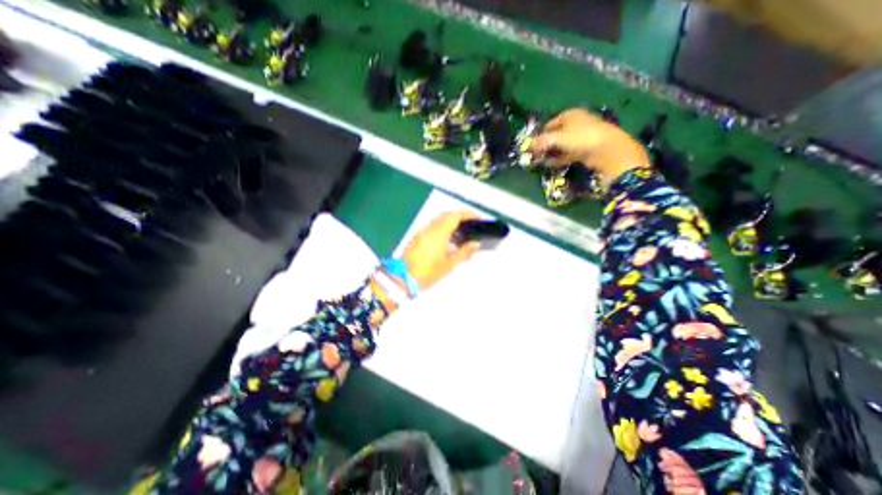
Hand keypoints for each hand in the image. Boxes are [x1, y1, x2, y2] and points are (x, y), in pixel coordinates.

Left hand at [402, 209, 481, 289]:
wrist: (403, 278)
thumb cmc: (428, 272)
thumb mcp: (449, 264)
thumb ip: (464, 252)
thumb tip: (475, 243)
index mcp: (439, 232)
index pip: (455, 216)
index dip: (468, 214)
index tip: (478, 218)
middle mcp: (429, 228)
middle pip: (446, 215)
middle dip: (459, 216)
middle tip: (470, 224)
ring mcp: (421, 232)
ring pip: (438, 220)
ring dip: (450, 221)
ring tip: (461, 232)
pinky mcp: (417, 237)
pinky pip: (432, 226)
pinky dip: (442, 227)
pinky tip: (447, 239)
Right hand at [533, 108, 649, 186]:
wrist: (608, 150)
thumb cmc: (581, 138)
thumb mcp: (557, 138)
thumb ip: (542, 142)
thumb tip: (530, 146)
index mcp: (570, 114)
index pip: (549, 124)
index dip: (540, 135)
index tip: (532, 146)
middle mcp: (576, 123)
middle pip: (556, 135)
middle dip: (545, 145)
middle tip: (537, 156)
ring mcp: (582, 136)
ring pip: (562, 145)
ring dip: (552, 153)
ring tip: (542, 162)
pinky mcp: (586, 149)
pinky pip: (568, 153)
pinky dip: (560, 158)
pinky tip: (552, 164)